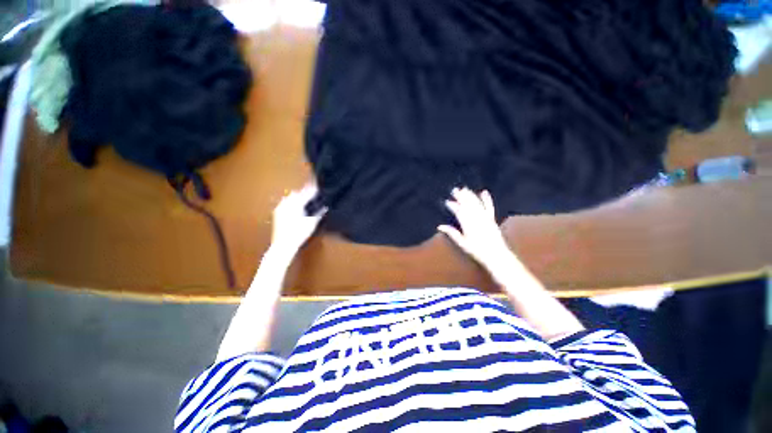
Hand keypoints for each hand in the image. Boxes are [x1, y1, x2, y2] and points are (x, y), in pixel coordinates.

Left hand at [270, 182, 326, 256]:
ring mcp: (280, 208)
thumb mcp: (312, 223)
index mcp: (296, 204)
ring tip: (305, 201)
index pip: (306, 193)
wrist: (283, 245)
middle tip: (312, 194)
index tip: (318, 186)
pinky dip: (291, 202)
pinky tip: (296, 207)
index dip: (313, 189)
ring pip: (290, 197)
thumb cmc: (299, 234)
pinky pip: (284, 203)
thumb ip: (319, 213)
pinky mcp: (277, 213)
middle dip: (304, 192)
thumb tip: (325, 207)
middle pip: (297, 193)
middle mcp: (286, 203)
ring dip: (297, 197)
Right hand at [438, 188, 513, 273]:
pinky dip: (486, 199)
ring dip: (470, 195)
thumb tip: (439, 226)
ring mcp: (485, 218)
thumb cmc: (477, 251)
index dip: (453, 206)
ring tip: (465, 189)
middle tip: (454, 190)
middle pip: (467, 205)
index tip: (447, 202)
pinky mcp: (492, 219)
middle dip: (461, 197)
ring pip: (476, 203)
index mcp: (468, 224)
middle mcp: (477, 219)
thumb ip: (451, 233)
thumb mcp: (462, 243)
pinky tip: (484, 192)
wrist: (496, 255)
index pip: (459, 211)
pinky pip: (489, 207)